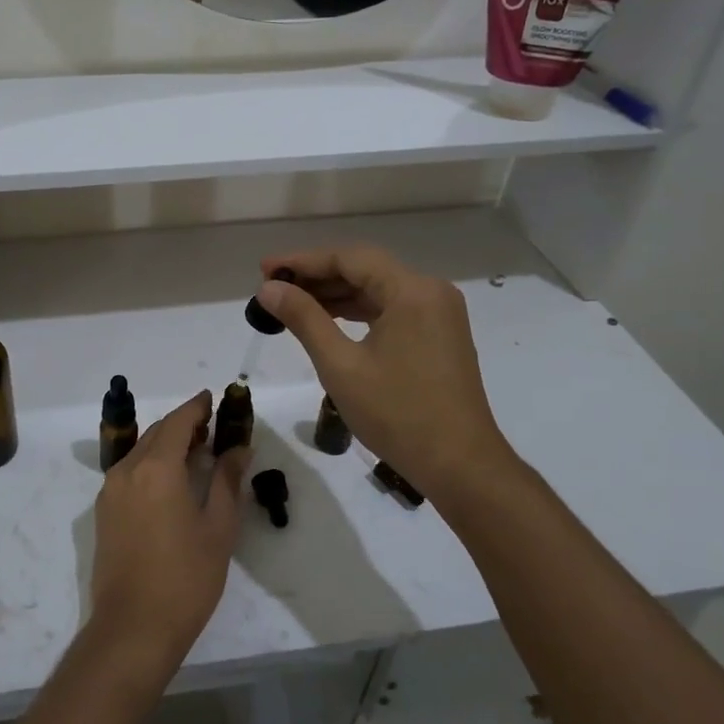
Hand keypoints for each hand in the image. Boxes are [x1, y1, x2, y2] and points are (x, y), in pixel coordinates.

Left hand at [89, 390, 248, 677]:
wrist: (133, 627)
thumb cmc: (186, 578)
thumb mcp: (218, 528)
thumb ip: (228, 481)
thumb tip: (239, 448)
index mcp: (157, 468)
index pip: (178, 422)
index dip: (196, 407)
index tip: (213, 398)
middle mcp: (127, 469)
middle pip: (157, 433)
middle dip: (183, 425)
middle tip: (211, 427)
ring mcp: (110, 491)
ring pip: (141, 452)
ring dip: (166, 444)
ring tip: (195, 452)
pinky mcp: (104, 512)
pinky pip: (130, 472)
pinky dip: (151, 464)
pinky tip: (170, 481)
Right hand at [254, 246, 520, 507]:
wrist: (460, 466)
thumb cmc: (397, 414)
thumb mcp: (340, 365)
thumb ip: (304, 319)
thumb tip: (269, 288)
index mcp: (412, 291)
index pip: (349, 258)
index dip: (303, 261)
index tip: (264, 269)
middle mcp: (430, 291)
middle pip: (365, 270)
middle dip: (317, 276)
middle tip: (272, 287)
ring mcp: (439, 314)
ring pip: (377, 290)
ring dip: (336, 295)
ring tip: (291, 303)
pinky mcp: (439, 335)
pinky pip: (392, 310)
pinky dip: (358, 312)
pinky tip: (328, 321)